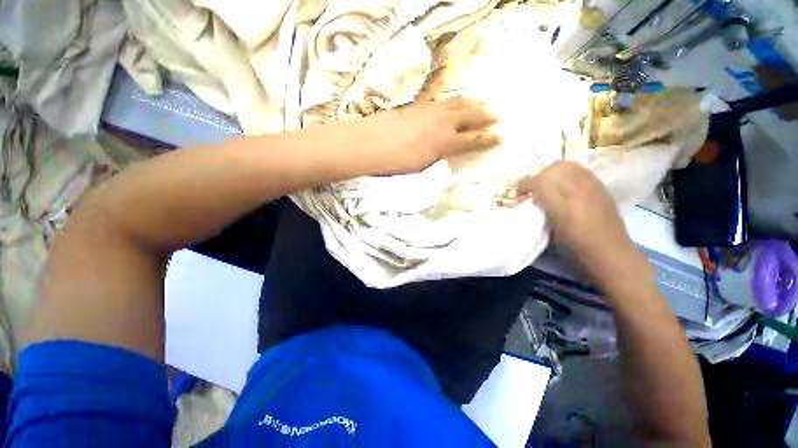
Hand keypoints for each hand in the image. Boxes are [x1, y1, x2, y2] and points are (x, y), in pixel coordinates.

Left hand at [323, 97, 499, 175]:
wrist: (368, 144)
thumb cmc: (396, 163)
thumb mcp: (422, 167)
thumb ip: (440, 157)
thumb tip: (450, 152)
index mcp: (445, 142)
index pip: (473, 139)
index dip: (488, 139)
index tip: (500, 137)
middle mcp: (442, 122)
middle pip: (470, 115)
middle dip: (486, 115)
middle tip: (498, 114)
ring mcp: (429, 110)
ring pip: (457, 103)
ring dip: (473, 103)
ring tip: (484, 100)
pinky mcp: (417, 106)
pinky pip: (441, 100)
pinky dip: (453, 100)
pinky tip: (454, 101)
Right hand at [516, 162, 652, 293]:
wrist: (611, 254)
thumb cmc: (577, 247)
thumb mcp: (552, 230)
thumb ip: (541, 208)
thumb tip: (531, 196)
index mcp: (565, 202)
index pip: (540, 181)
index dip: (526, 185)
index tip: (518, 194)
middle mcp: (581, 189)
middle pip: (555, 168)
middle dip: (539, 175)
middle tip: (532, 189)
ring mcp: (594, 186)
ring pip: (569, 167)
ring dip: (553, 173)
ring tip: (547, 186)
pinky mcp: (601, 189)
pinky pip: (580, 172)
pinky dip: (567, 174)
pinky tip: (564, 188)